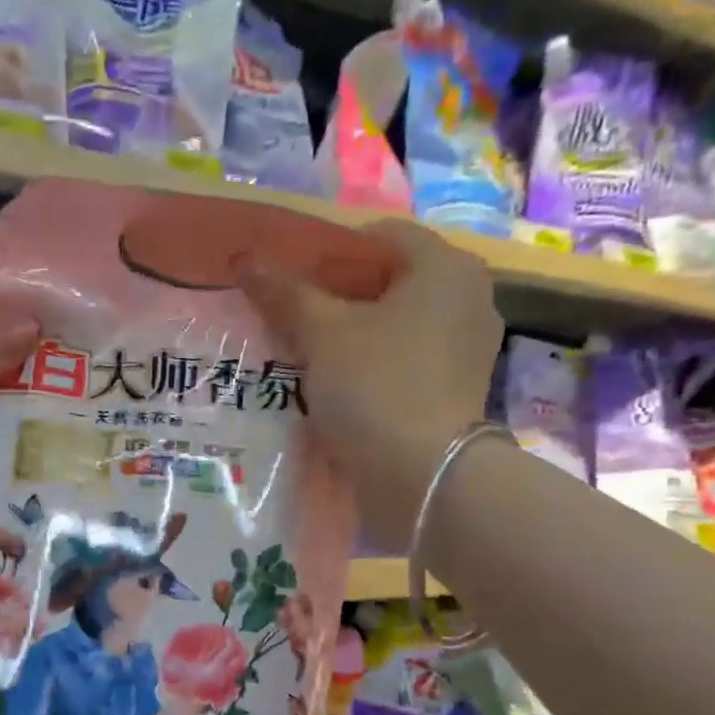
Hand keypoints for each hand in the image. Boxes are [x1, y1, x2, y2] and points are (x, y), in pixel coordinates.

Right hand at [237, 219, 501, 549]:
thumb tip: (245, 259)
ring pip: (396, 323)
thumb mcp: (322, 334)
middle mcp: (468, 297)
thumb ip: (285, 293)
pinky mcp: (458, 388)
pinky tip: (339, 384)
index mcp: (445, 266)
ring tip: (308, 352)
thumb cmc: (376, 386)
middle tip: (292, 316)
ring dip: (353, 332)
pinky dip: (374, 363)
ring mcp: (468, 347)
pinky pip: (407, 359)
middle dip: (338, 296)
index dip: (328, 252)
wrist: (424, 477)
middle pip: (389, 281)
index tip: (291, 280)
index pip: (380, 237)